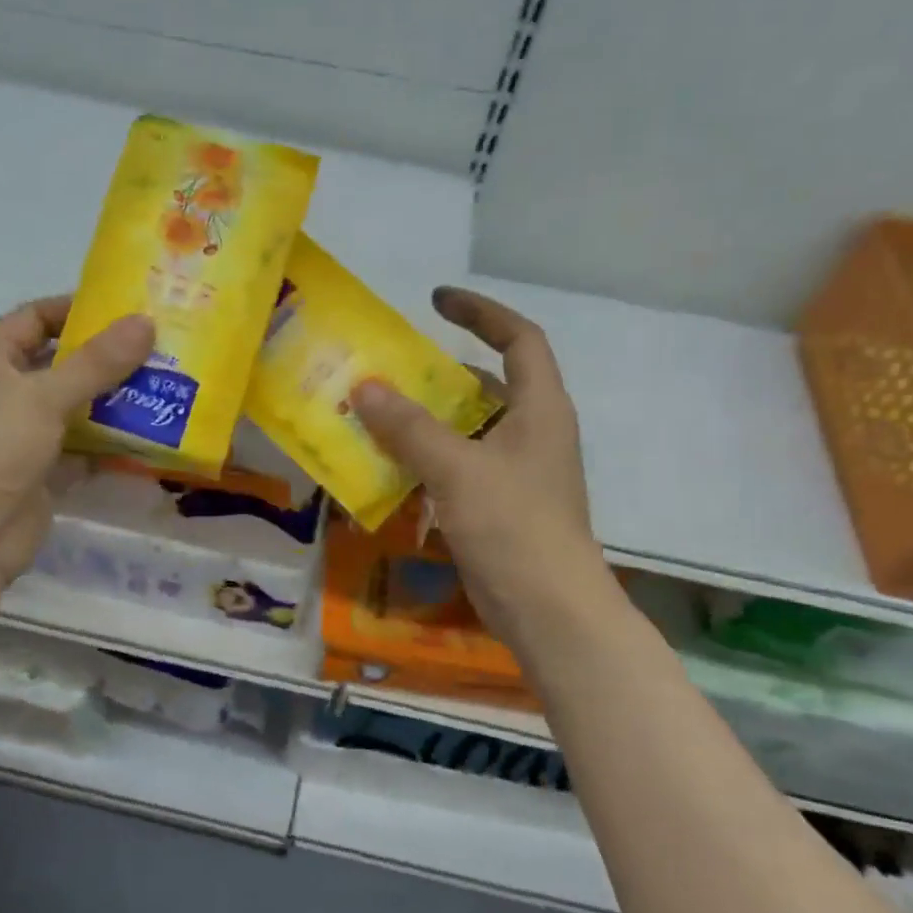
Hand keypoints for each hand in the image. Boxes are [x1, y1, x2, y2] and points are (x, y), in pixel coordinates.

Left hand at [0, 296, 152, 615]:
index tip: (126, 309)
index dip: (75, 309)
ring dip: (112, 403)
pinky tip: (148, 437)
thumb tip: (146, 322)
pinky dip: (108, 445)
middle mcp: (2, 393)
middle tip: (158, 350)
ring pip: (73, 410)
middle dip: (105, 359)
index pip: (34, 318)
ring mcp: (20, 436)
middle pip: (59, 365)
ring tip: (164, 388)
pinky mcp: (39, 475)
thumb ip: (97, 362)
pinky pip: (80, 450)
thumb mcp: (45, 396)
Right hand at [351, 287, 612, 655]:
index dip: (481, 313)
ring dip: (423, 423)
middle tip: (387, 371)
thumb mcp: (458, 469)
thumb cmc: (513, 526)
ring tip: (374, 417)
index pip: (518, 339)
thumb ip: (410, 428)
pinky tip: (388, 470)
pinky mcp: (497, 506)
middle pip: (485, 386)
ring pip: (465, 431)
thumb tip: (365, 388)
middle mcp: (531, 432)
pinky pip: (456, 468)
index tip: (435, 302)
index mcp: (540, 408)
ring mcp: (515, 472)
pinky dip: (425, 463)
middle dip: (436, 375)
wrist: (548, 609)